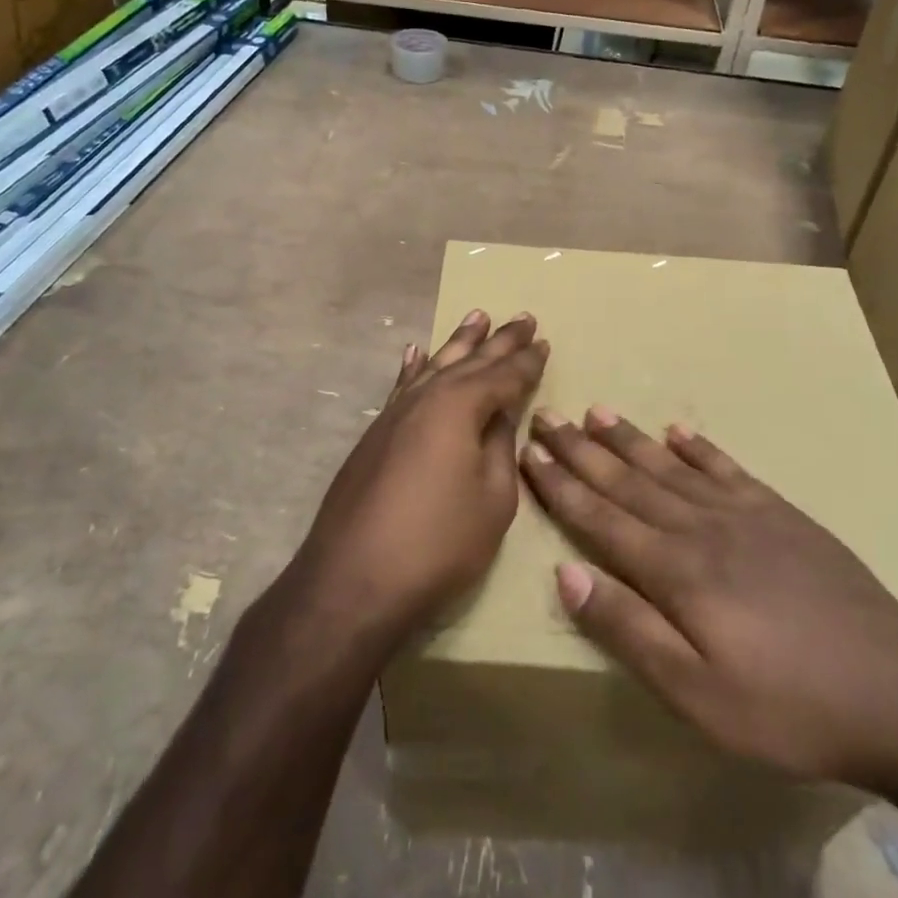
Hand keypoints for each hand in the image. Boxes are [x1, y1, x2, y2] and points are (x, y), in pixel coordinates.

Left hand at [291, 311, 547, 645]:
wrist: (353, 580)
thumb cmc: (438, 542)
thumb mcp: (493, 499)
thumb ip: (500, 448)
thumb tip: (500, 415)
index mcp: (461, 407)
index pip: (504, 376)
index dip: (527, 361)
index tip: (544, 341)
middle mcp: (427, 398)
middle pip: (470, 361)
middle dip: (499, 340)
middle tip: (522, 317)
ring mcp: (395, 413)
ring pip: (435, 365)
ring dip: (459, 342)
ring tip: (477, 316)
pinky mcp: (375, 434)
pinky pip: (401, 386)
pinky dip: (412, 367)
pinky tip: (415, 353)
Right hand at [519, 407, 897, 793]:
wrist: (896, 689)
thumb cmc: (787, 705)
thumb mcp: (698, 694)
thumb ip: (630, 629)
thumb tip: (567, 574)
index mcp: (676, 571)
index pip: (601, 518)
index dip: (561, 485)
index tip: (530, 452)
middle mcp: (701, 528)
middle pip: (628, 481)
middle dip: (583, 451)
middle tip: (548, 416)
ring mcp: (745, 514)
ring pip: (671, 467)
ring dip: (630, 439)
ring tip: (597, 410)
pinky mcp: (781, 514)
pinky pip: (727, 469)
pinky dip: (699, 448)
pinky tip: (679, 433)